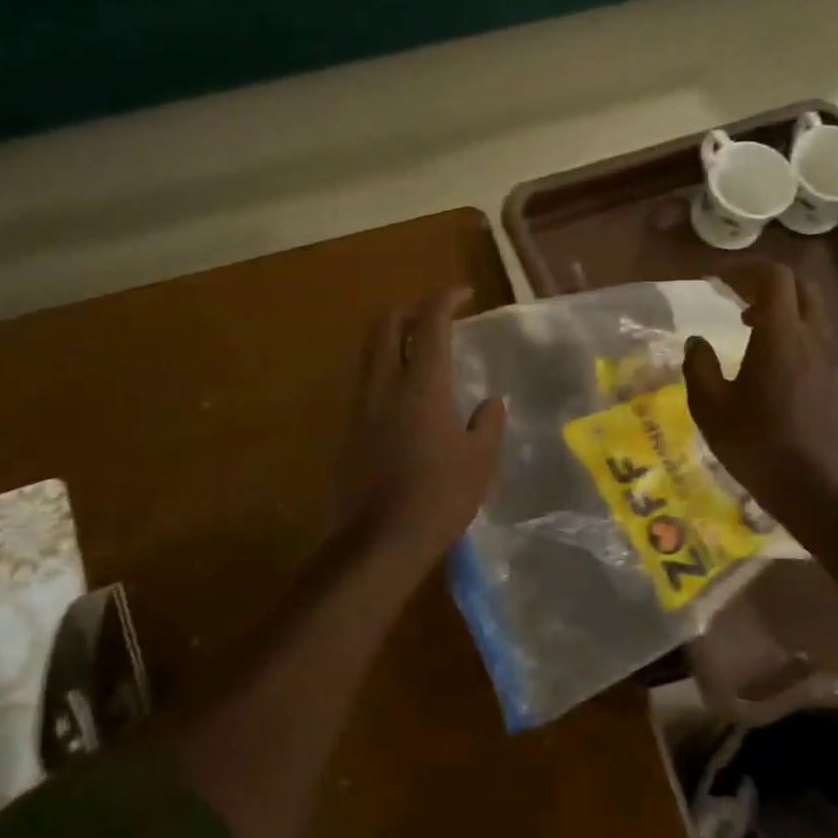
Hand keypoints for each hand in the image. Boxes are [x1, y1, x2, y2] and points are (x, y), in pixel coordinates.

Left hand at [333, 286, 506, 567]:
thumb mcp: (479, 462)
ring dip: (394, 341)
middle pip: (386, 325)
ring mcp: (359, 408)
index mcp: (421, 386)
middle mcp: (384, 386)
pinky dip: (385, 374)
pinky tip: (404, 401)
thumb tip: (491, 403)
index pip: (431, 324)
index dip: (446, 299)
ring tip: (421, 355)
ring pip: (370, 354)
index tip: (463, 293)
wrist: (378, 543)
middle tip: (435, 319)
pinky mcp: (347, 432)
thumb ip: (488, 424)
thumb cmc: (439, 499)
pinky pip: (365, 385)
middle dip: (410, 311)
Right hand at [684, 262, 837, 512]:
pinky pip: (818, 337)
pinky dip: (794, 331)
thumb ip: (699, 367)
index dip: (744, 269)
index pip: (774, 277)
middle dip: (766, 282)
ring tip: (749, 325)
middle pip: (800, 287)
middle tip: (735, 295)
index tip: (717, 280)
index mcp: (781, 336)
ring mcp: (832, 360)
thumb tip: (697, 342)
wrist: (818, 490)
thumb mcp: (711, 409)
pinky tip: (771, 361)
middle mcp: (813, 338)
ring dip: (782, 307)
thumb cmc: (757, 446)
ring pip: (813, 311)